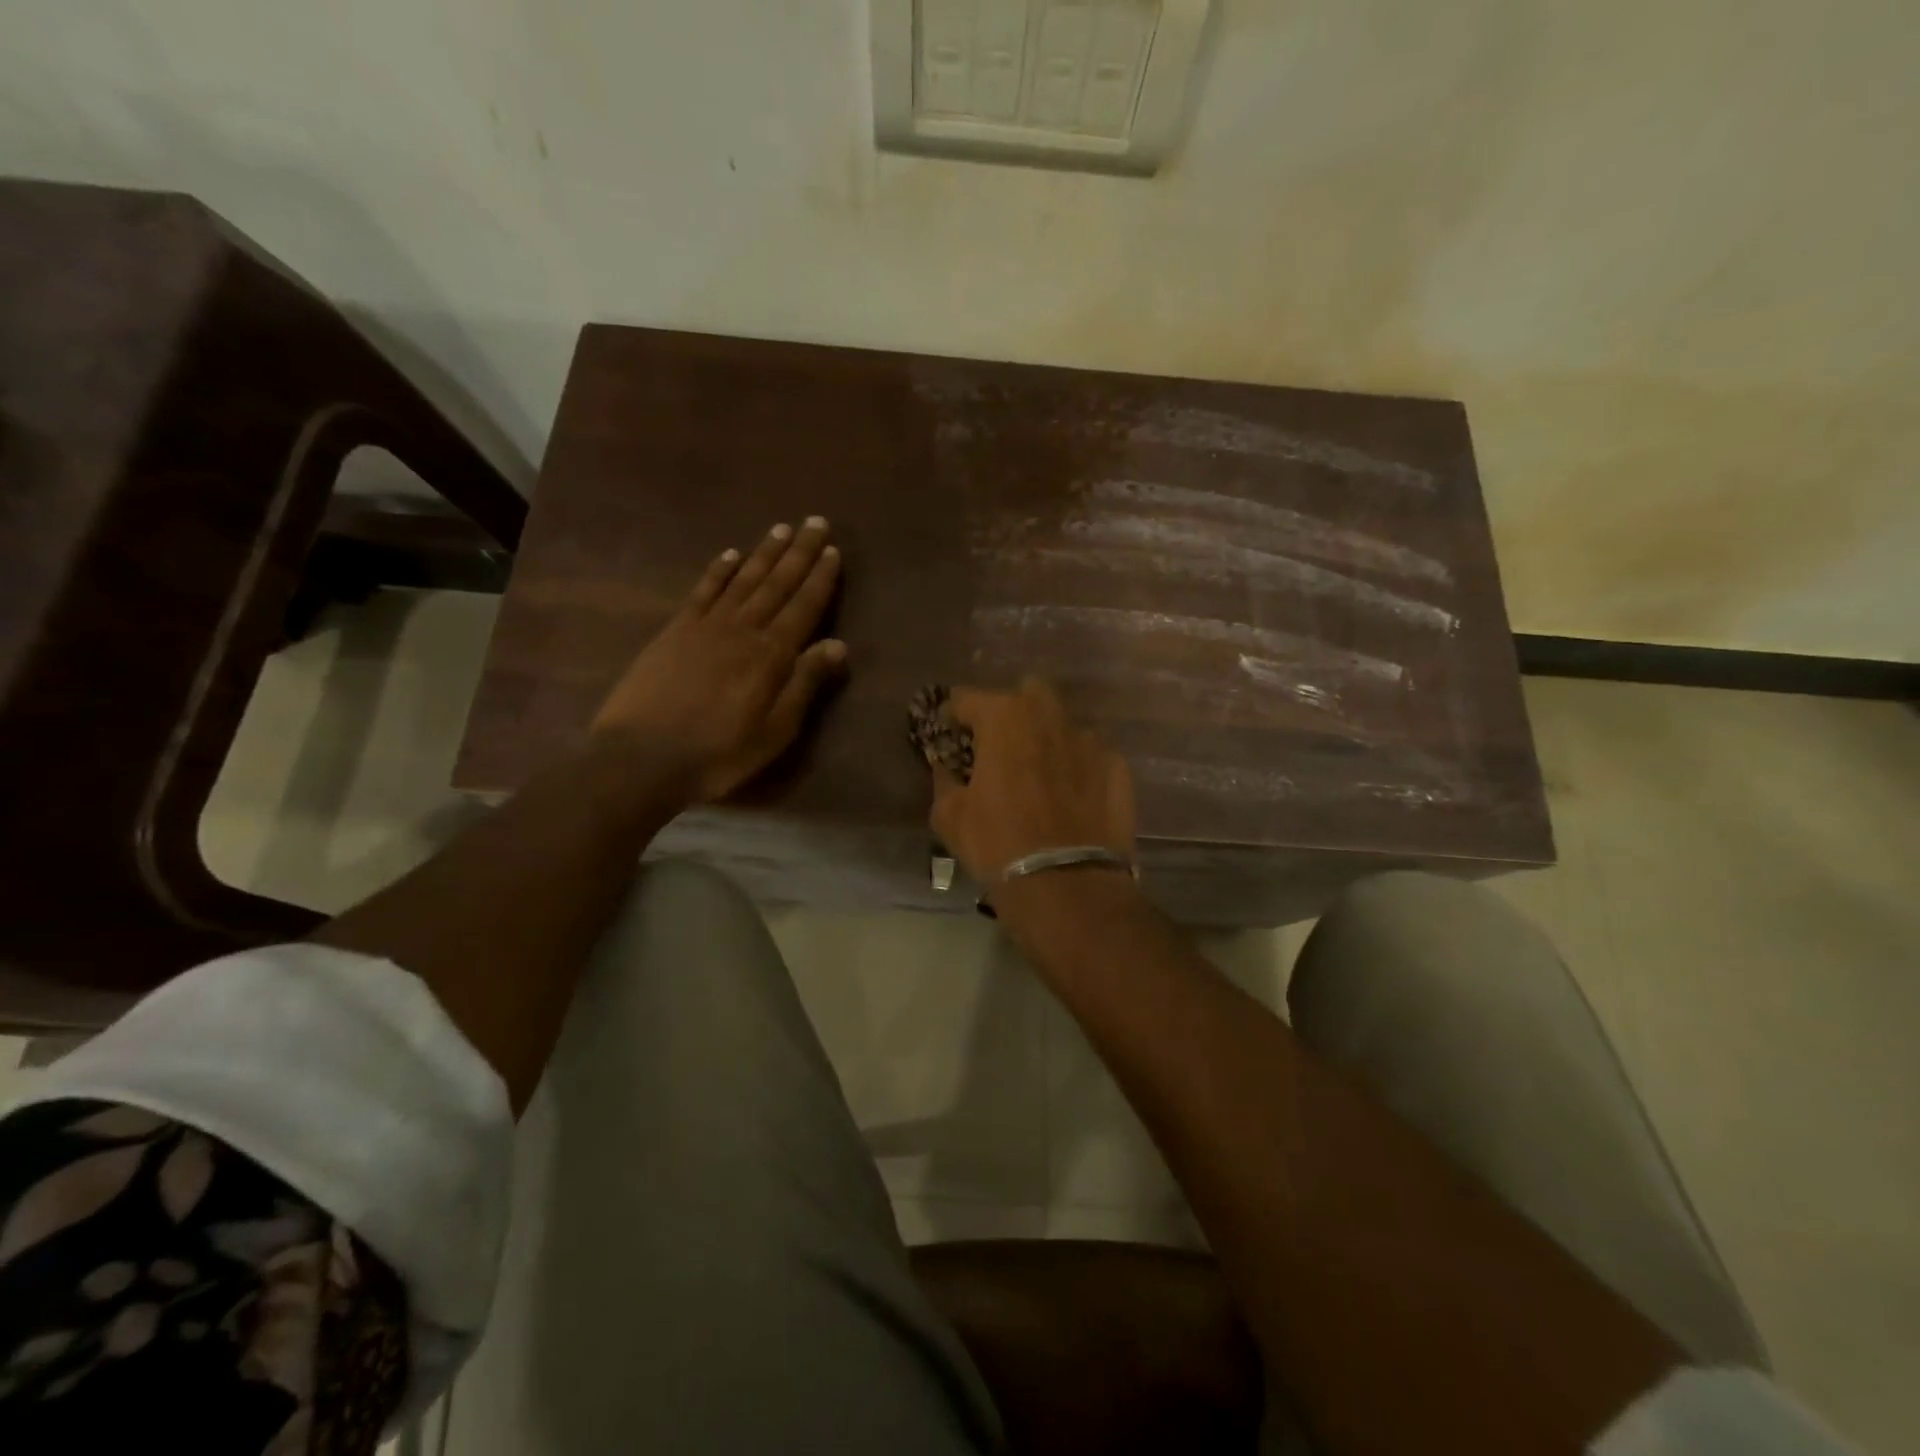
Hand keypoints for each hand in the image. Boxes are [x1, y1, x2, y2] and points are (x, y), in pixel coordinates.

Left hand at [591, 517, 847, 803]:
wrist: (642, 757)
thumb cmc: (719, 753)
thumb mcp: (775, 731)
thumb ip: (805, 684)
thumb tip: (839, 645)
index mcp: (771, 655)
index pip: (804, 606)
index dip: (820, 578)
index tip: (834, 550)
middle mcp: (742, 629)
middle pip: (776, 584)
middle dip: (799, 552)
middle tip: (816, 522)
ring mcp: (705, 626)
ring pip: (743, 580)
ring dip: (764, 553)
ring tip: (782, 528)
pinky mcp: (675, 631)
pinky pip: (702, 591)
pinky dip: (718, 571)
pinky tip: (729, 555)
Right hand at [928, 678, 1135, 895]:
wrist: (1067, 885)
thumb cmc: (997, 844)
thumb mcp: (949, 816)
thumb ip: (944, 780)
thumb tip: (947, 768)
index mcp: (1003, 717)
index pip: (967, 699)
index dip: (954, 715)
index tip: (950, 735)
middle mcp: (1048, 715)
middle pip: (1026, 694)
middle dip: (1011, 712)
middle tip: (1000, 747)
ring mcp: (1089, 739)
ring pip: (1062, 724)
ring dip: (1047, 740)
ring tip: (1040, 775)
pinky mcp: (1117, 766)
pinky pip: (1089, 755)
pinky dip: (1077, 767)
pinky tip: (1071, 798)